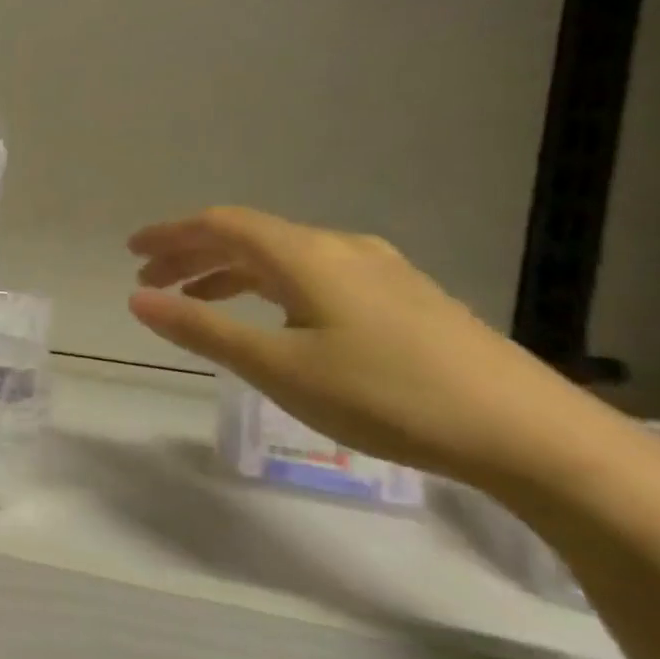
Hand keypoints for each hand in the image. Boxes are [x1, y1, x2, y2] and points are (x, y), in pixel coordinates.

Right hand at [127, 206, 616, 491]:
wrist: (528, 434)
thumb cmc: (386, 395)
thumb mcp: (278, 367)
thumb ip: (202, 329)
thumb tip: (136, 298)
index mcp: (307, 255)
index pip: (221, 225)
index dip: (170, 234)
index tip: (131, 252)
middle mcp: (341, 249)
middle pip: (249, 237)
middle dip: (193, 254)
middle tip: (151, 282)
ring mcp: (379, 272)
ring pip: (283, 258)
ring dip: (229, 273)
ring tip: (196, 301)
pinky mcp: (404, 299)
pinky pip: (313, 276)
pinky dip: (269, 287)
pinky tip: (270, 319)